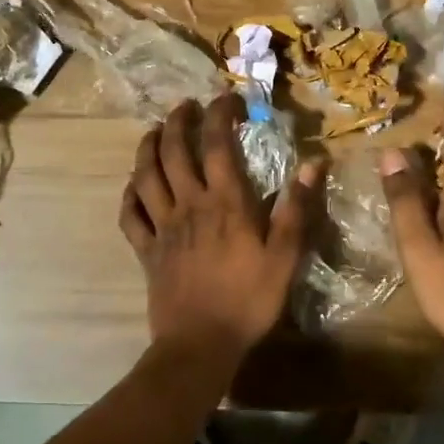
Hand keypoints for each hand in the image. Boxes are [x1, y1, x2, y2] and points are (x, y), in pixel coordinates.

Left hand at [119, 94, 321, 371]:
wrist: (200, 345)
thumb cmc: (248, 300)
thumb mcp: (285, 257)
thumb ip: (297, 209)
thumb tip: (313, 164)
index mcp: (224, 202)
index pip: (216, 143)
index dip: (219, 114)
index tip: (227, 98)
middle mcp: (188, 205)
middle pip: (173, 151)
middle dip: (177, 121)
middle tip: (186, 106)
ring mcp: (162, 227)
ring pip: (145, 175)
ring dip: (147, 147)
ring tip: (154, 131)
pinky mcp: (146, 250)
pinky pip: (130, 215)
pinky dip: (129, 194)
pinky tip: (133, 185)